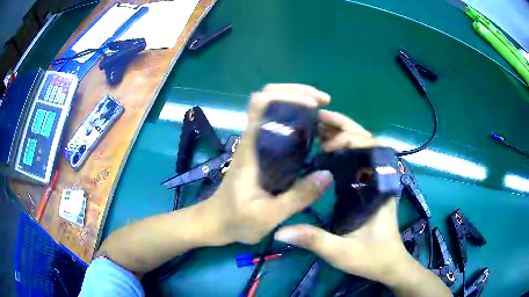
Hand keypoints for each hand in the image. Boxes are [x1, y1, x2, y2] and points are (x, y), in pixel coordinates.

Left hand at [204, 84, 333, 244]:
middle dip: (296, 92)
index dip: (289, 96)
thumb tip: (328, 174)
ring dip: (296, 101)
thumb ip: (297, 197)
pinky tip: (311, 128)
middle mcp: (251, 139)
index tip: (315, 105)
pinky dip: (294, 117)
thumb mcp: (269, 216)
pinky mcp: (259, 151)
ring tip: (322, 111)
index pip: (261, 104)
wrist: (215, 222)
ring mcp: (254, 143)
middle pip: (267, 97)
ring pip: (271, 107)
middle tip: (324, 102)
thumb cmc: (236, 220)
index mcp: (251, 148)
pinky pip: (276, 124)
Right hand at [274, 112, 409, 283]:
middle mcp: (381, 179)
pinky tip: (327, 150)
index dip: (350, 138)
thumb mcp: (341, 253)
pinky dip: (346, 148)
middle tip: (318, 120)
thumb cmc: (372, 258)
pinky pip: (360, 159)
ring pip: (365, 147)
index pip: (373, 149)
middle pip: (368, 141)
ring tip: (318, 129)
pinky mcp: (372, 187)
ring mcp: (378, 181)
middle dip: (345, 127)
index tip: (326, 143)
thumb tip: (279, 231)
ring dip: (344, 134)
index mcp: (380, 189)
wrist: (390, 265)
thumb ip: (313, 241)